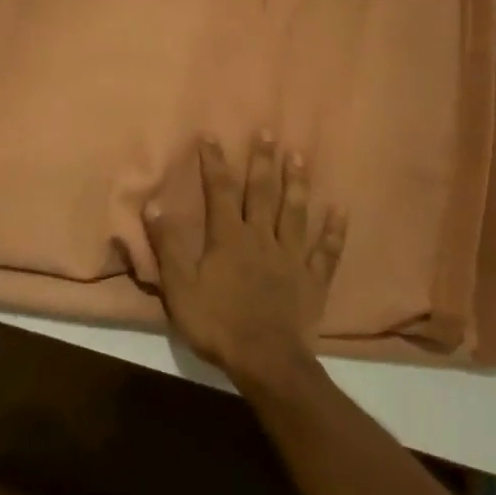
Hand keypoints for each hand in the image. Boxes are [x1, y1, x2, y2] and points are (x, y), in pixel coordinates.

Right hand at [143, 132, 347, 394]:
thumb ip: (168, 246)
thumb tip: (154, 205)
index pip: (220, 191)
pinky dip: (334, 231)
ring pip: (295, 213)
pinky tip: (340, 211)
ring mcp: (292, 258)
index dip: (214, 162)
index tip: (212, 135)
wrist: (266, 362)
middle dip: (262, 162)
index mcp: (229, 238)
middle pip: (262, 193)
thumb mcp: (180, 287)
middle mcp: (262, 238)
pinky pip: (326, 251)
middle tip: (268, 133)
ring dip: (297, 184)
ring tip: (300, 156)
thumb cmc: (218, 324)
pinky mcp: (313, 281)